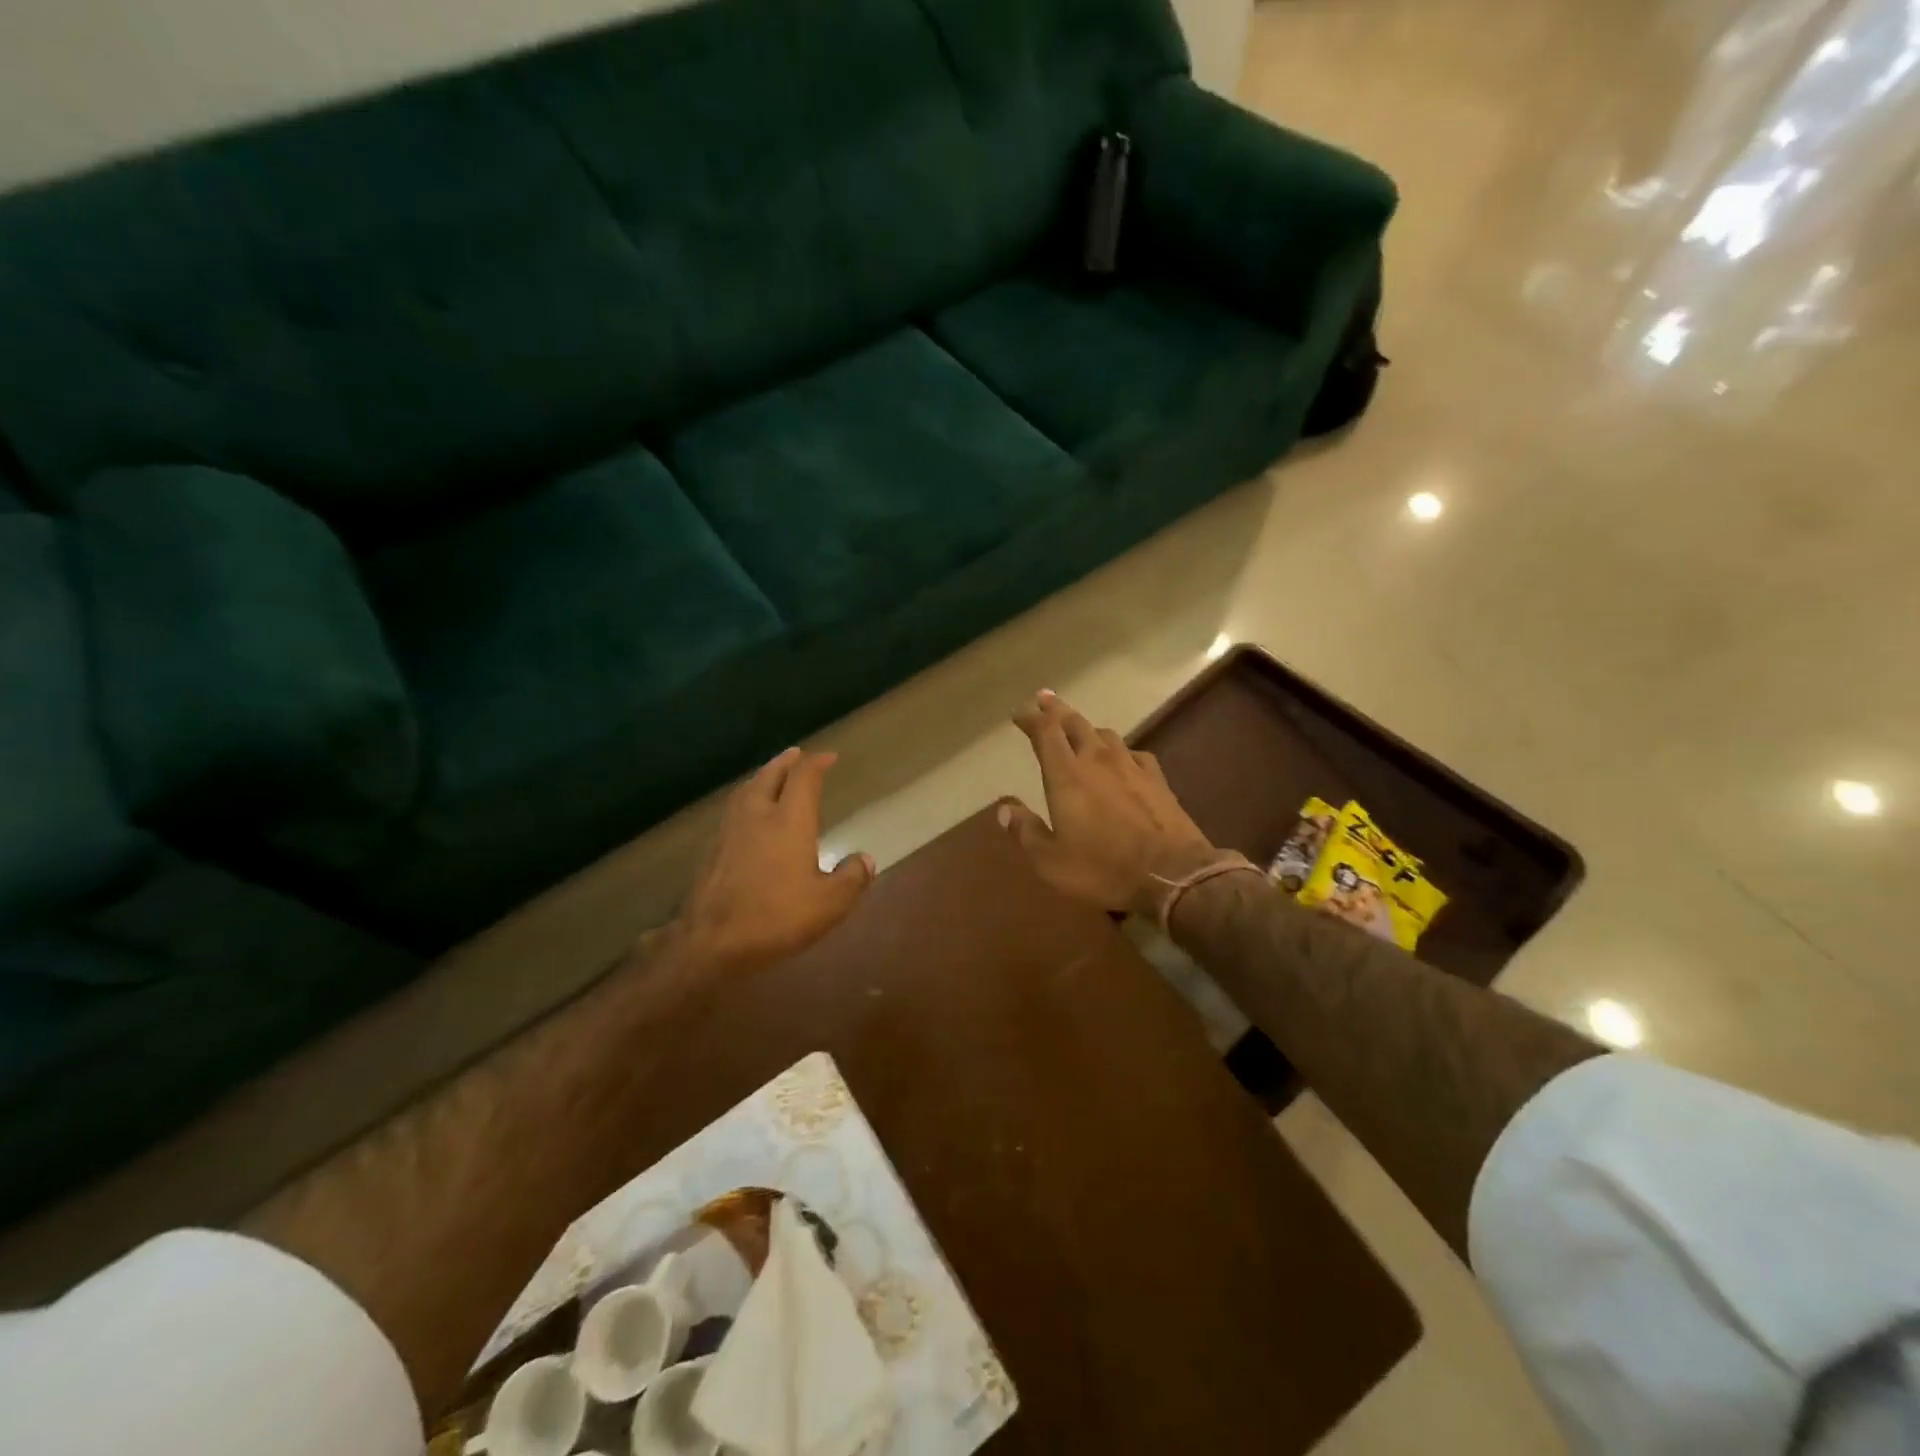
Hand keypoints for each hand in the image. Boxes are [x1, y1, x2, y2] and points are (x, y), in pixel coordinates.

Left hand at [668, 748, 873, 969]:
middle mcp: (758, 815)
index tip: (829, 757)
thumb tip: (865, 859)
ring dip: (762, 777)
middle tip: (797, 754)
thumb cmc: (776, 917)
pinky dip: (747, 800)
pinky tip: (749, 815)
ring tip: (772, 776)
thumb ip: (851, 878)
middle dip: (786, 762)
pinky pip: (733, 809)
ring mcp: (730, 831)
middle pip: (770, 775)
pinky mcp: (713, 850)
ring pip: (747, 790)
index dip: (817, 763)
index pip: (804, 777)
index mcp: (789, 820)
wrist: (712, 941)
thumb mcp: (829, 904)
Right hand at [999, 690, 1219, 917]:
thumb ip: (1025, 831)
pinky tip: (1123, 757)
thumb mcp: (1050, 861)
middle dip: (1057, 710)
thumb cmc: (1103, 868)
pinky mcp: (1157, 780)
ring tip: (1079, 729)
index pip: (1045, 733)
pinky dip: (1120, 750)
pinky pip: (1134, 753)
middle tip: (1045, 699)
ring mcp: (1131, 766)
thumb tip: (1004, 808)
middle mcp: (1097, 760)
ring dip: (1087, 728)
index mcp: (1067, 775)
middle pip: (1075, 723)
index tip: (1020, 712)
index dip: (1031, 718)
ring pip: (1105, 734)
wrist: (1173, 873)